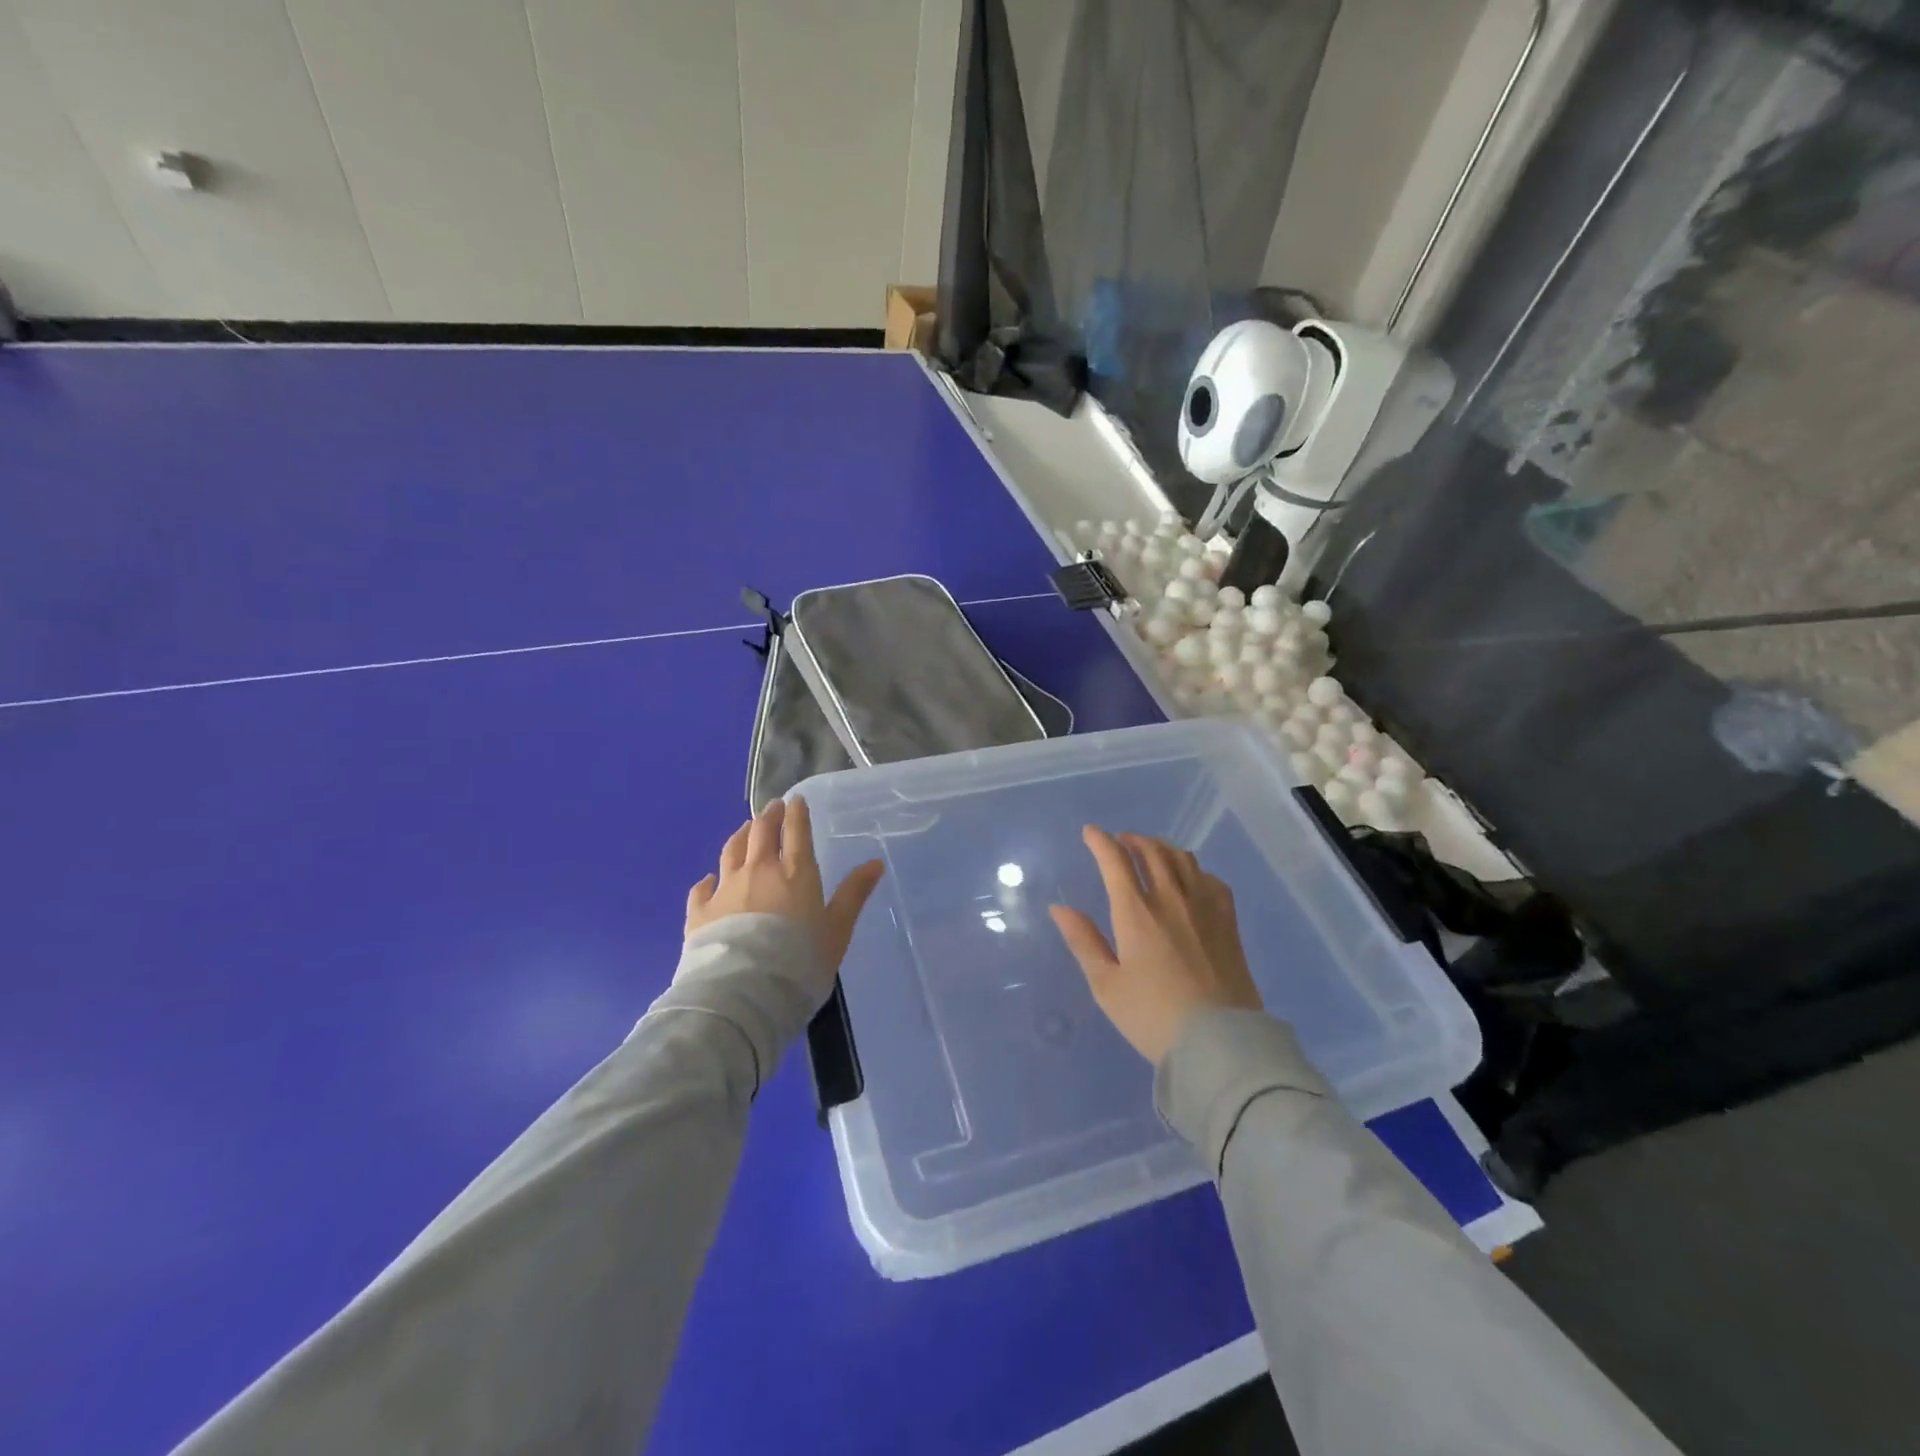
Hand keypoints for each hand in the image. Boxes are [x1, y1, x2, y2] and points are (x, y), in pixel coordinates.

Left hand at [685, 798, 884, 982]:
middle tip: (772, 807)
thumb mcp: (837, 930)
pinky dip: (708, 879)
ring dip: (741, 836)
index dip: (797, 813)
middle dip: (768, 816)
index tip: (795, 800)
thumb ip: (854, 894)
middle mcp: (758, 871)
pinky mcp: (699, 911)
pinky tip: (709, 879)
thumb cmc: (800, 961)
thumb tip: (876, 863)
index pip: (796, 832)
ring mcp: (725, 889)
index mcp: (795, 873)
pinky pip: (702, 888)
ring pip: (732, 851)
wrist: (744, 992)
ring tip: (745, 828)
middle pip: (761, 834)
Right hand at [1050, 827, 1261, 1064]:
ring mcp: (1204, 907)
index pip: (1115, 861)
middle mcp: (1171, 898)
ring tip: (1151, 852)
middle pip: (1151, 851)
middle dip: (1132, 840)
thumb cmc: (1153, 1016)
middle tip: (1120, 842)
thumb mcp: (1106, 985)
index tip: (1090, 832)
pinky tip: (1190, 879)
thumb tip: (1059, 907)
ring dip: (1161, 848)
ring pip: (1182, 859)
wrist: (1220, 1043)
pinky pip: (1211, 879)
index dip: (1100, 841)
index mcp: (1136, 912)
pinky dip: (1194, 869)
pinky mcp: (1228, 922)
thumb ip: (1083, 941)